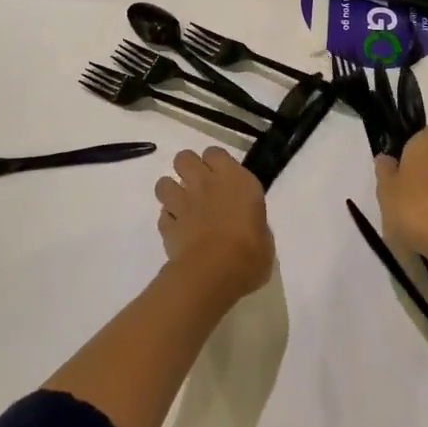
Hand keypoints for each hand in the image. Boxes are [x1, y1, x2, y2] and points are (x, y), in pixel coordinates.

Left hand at [154, 147, 272, 296]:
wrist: (214, 274)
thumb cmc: (250, 254)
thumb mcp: (264, 236)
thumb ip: (252, 221)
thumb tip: (248, 225)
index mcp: (235, 180)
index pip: (215, 152)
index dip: (215, 162)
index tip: (221, 176)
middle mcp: (206, 184)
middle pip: (184, 158)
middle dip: (187, 168)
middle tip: (198, 186)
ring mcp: (183, 203)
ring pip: (164, 183)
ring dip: (172, 191)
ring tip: (183, 206)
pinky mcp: (167, 225)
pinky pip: (162, 215)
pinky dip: (168, 221)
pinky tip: (178, 230)